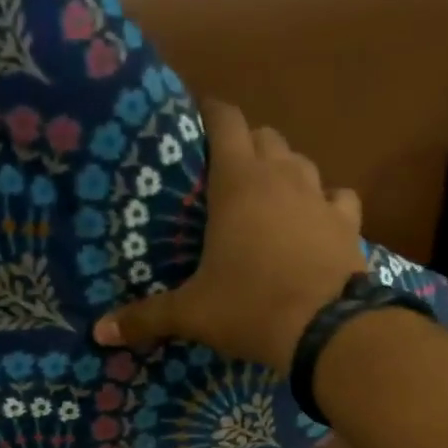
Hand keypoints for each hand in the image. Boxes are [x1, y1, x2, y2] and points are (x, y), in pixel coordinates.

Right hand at [92, 99, 365, 372]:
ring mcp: (320, 196)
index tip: (194, 123)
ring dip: (283, 171)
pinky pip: (337, 197)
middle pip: (264, 136)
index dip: (210, 114)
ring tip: (267, 198)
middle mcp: (281, 175)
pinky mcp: (348, 223)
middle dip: (245, 146)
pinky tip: (315, 221)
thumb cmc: (248, 307)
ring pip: (301, 162)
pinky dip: (325, 203)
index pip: (225, 120)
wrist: (325, 331)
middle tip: (225, 176)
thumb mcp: (191, 313)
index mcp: (238, 182)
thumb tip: (100, 333)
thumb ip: (145, 317)